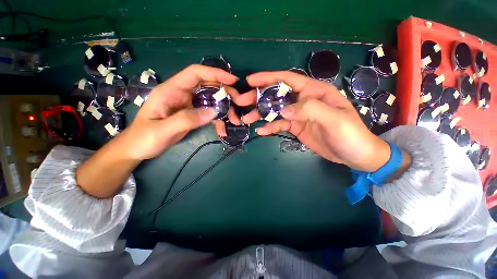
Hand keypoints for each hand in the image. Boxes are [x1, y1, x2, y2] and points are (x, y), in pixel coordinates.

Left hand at [122, 65, 239, 159]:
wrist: (138, 149)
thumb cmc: (144, 138)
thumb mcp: (162, 130)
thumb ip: (187, 120)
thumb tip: (213, 112)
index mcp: (171, 90)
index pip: (195, 73)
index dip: (215, 73)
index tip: (232, 81)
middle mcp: (182, 94)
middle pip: (208, 86)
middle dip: (225, 94)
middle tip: (238, 104)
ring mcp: (188, 105)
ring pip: (212, 100)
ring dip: (225, 109)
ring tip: (234, 120)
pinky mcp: (193, 114)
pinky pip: (209, 113)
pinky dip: (218, 120)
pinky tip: (223, 130)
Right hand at [241, 71, 390, 171]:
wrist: (354, 155)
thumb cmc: (350, 134)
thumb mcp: (334, 119)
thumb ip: (310, 110)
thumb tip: (283, 111)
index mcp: (314, 92)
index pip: (288, 79)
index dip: (269, 78)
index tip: (251, 81)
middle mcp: (304, 100)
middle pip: (277, 95)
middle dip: (259, 97)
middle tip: (242, 102)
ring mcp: (298, 115)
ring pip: (276, 111)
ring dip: (261, 114)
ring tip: (246, 119)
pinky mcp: (296, 127)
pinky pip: (280, 125)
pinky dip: (270, 127)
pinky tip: (260, 131)